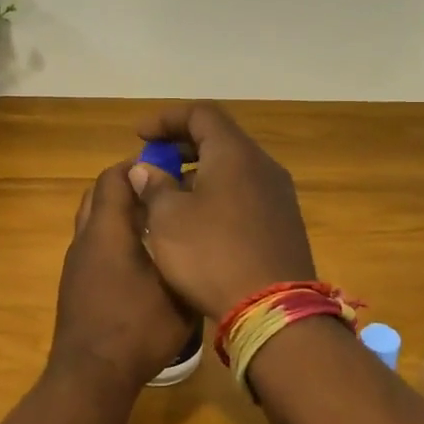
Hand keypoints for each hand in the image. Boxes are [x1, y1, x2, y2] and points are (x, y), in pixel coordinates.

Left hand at [49, 162, 195, 389]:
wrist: (91, 376)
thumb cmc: (137, 329)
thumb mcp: (177, 290)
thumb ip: (184, 254)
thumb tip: (195, 230)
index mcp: (107, 231)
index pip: (114, 178)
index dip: (139, 167)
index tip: (169, 169)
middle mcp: (85, 239)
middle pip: (100, 195)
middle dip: (130, 189)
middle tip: (165, 196)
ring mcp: (76, 264)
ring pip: (95, 222)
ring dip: (120, 215)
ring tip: (158, 227)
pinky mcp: (75, 285)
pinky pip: (93, 247)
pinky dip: (114, 240)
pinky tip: (142, 261)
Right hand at [129, 102, 316, 321]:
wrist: (274, 310)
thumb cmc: (212, 255)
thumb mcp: (168, 219)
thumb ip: (154, 186)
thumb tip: (145, 169)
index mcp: (234, 154)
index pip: (201, 114)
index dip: (166, 118)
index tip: (139, 136)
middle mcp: (262, 166)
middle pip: (219, 139)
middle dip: (181, 147)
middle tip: (152, 164)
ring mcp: (278, 196)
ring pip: (233, 169)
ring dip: (198, 174)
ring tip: (168, 196)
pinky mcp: (284, 224)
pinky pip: (244, 194)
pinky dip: (217, 195)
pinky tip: (197, 223)